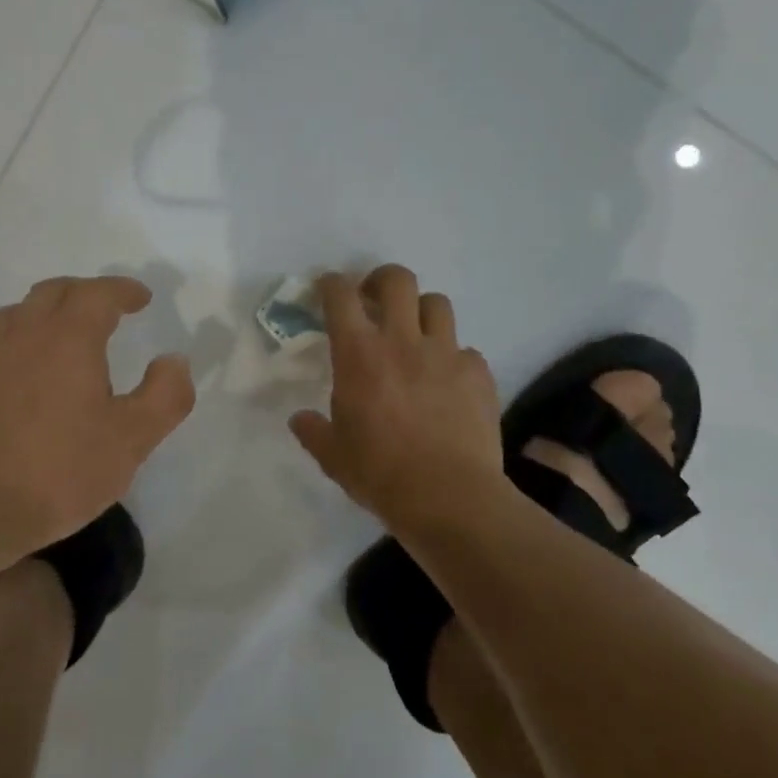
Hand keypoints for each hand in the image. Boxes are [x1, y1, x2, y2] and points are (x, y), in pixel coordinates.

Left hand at [0, 275, 195, 562]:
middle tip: (107, 308)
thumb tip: (175, 360)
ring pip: (19, 313)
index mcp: (69, 336)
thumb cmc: (53, 470)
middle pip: (55, 292)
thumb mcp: (129, 441)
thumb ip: (164, 397)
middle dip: (86, 292)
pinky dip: (20, 342)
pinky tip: (24, 374)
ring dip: (48, 312)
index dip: (123, 290)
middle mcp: (24, 332)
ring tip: (65, 334)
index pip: (99, 293)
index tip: (141, 298)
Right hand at [289, 266, 507, 529]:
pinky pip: (466, 351)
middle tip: (374, 300)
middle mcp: (402, 340)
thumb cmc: (380, 473)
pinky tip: (448, 383)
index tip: (327, 289)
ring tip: (415, 334)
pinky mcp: (478, 374)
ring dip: (421, 312)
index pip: (340, 295)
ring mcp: (445, 354)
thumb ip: (313, 430)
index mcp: (359, 353)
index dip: (331, 283)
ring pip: (437, 303)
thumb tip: (300, 419)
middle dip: (381, 280)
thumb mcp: (333, 455)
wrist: (448, 498)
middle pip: (397, 280)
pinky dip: (454, 359)